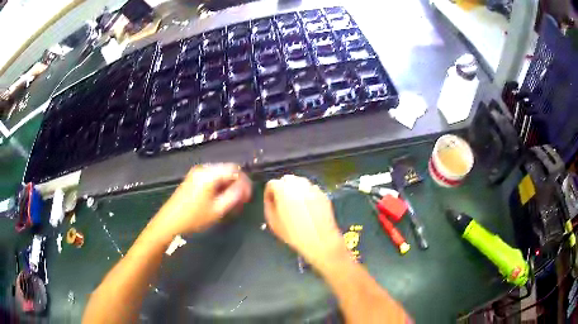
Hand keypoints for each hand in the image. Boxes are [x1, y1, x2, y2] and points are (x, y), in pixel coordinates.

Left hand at [151, 164, 251, 238]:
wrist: (169, 221)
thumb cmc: (194, 218)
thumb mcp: (218, 210)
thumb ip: (234, 196)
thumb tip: (245, 187)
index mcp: (209, 174)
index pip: (235, 170)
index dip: (245, 182)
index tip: (248, 197)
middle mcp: (203, 168)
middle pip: (228, 170)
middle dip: (237, 184)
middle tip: (241, 201)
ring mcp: (196, 173)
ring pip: (220, 174)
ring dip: (228, 186)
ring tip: (231, 202)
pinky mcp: (192, 178)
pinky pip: (212, 178)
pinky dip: (219, 186)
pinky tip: (219, 199)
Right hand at [264, 175, 346, 265]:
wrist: (320, 240)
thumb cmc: (293, 233)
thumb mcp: (273, 222)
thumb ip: (269, 205)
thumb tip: (271, 199)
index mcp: (283, 189)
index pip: (272, 183)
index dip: (269, 193)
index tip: (271, 203)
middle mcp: (298, 184)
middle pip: (287, 179)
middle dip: (282, 187)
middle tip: (282, 201)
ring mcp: (313, 188)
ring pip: (301, 182)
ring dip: (295, 189)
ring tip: (295, 203)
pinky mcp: (323, 194)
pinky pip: (311, 189)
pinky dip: (307, 194)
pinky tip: (308, 207)